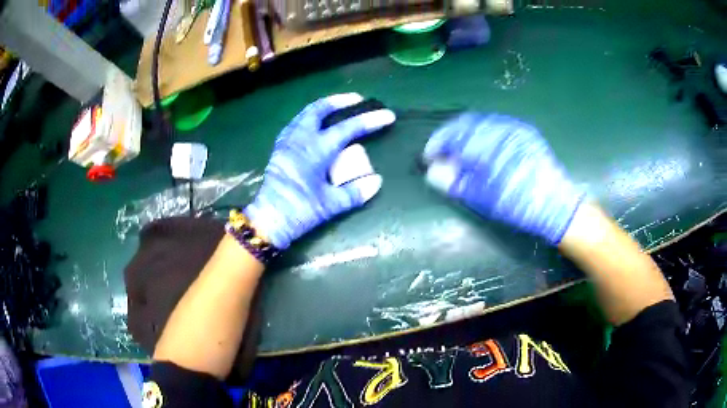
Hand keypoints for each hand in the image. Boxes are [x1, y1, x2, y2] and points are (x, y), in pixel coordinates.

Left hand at [245, 93, 395, 248]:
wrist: (268, 221)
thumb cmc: (299, 212)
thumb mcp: (330, 205)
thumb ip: (355, 192)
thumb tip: (376, 181)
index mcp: (316, 150)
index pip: (348, 128)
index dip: (370, 121)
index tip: (388, 116)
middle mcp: (300, 139)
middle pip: (320, 109)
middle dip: (340, 101)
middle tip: (357, 99)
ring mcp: (287, 142)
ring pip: (305, 113)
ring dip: (323, 106)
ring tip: (337, 107)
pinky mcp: (279, 149)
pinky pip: (295, 123)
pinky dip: (308, 117)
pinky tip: (314, 124)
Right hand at [422, 113, 584, 244]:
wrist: (557, 206)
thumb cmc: (519, 205)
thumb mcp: (484, 198)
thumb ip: (456, 182)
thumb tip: (432, 172)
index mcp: (490, 143)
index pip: (454, 134)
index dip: (437, 144)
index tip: (428, 158)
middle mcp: (502, 128)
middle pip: (466, 123)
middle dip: (450, 137)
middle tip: (442, 154)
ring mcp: (515, 128)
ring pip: (481, 123)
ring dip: (465, 135)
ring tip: (460, 153)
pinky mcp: (525, 132)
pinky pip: (497, 126)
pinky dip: (482, 135)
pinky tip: (481, 150)